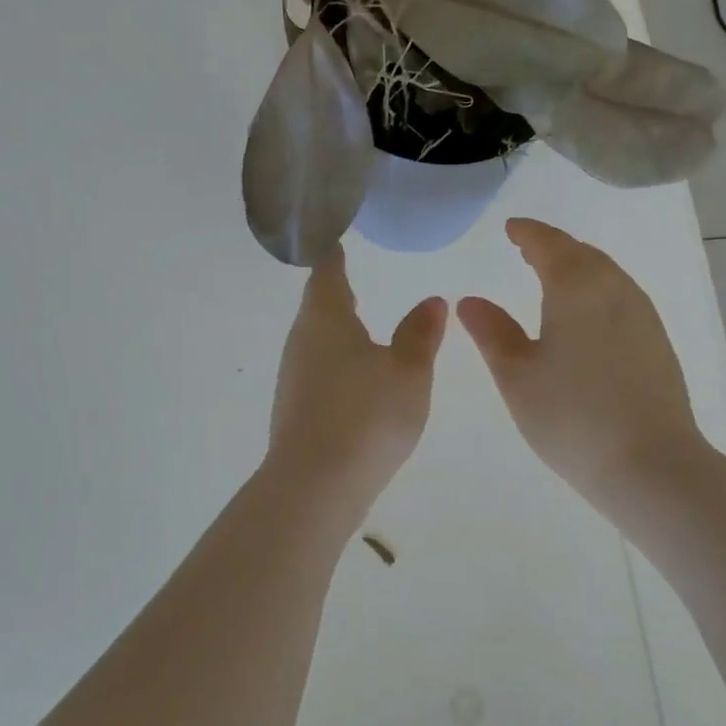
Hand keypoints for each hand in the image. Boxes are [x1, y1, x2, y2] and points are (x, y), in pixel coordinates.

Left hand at [267, 247, 446, 501]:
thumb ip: (421, 334)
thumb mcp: (408, 371)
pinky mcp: (294, 409)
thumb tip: (432, 300)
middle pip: (317, 306)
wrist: (316, 484)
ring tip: (359, 323)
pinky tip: (355, 377)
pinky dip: (335, 361)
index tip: (340, 240)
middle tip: (353, 277)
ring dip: (336, 329)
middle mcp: (301, 341)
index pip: (327, 272)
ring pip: (315, 340)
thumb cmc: (367, 415)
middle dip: (335, 292)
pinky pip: (317, 370)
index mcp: (325, 319)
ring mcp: (293, 377)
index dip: (335, 255)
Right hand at [458, 218, 707, 499]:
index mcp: (576, 288)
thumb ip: (492, 332)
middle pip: (582, 253)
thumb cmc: (572, 417)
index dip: (527, 233)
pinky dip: (597, 289)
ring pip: (606, 273)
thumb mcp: (517, 376)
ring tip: (553, 275)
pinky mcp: (657, 341)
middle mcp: (615, 289)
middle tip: (527, 248)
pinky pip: (621, 295)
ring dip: (578, 265)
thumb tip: (470, 300)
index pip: (549, 244)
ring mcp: (642, 314)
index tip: (511, 228)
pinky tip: (586, 313)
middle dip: (553, 246)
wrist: (651, 464)